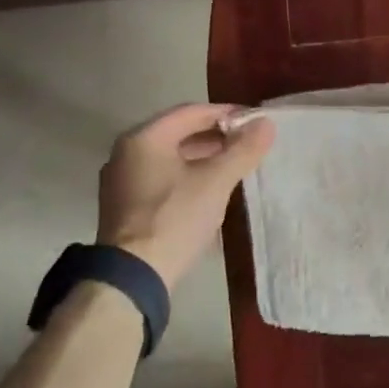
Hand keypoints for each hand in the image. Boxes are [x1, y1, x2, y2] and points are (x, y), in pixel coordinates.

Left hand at [97, 104, 275, 290]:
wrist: (134, 275)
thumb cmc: (174, 219)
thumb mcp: (215, 182)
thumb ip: (242, 150)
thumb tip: (266, 124)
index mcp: (144, 138)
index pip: (191, 112)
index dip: (226, 113)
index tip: (255, 121)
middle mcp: (126, 153)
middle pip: (178, 133)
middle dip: (216, 136)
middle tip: (248, 143)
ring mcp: (122, 181)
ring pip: (170, 158)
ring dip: (203, 157)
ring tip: (234, 165)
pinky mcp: (125, 206)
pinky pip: (162, 178)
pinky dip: (187, 176)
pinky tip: (209, 189)